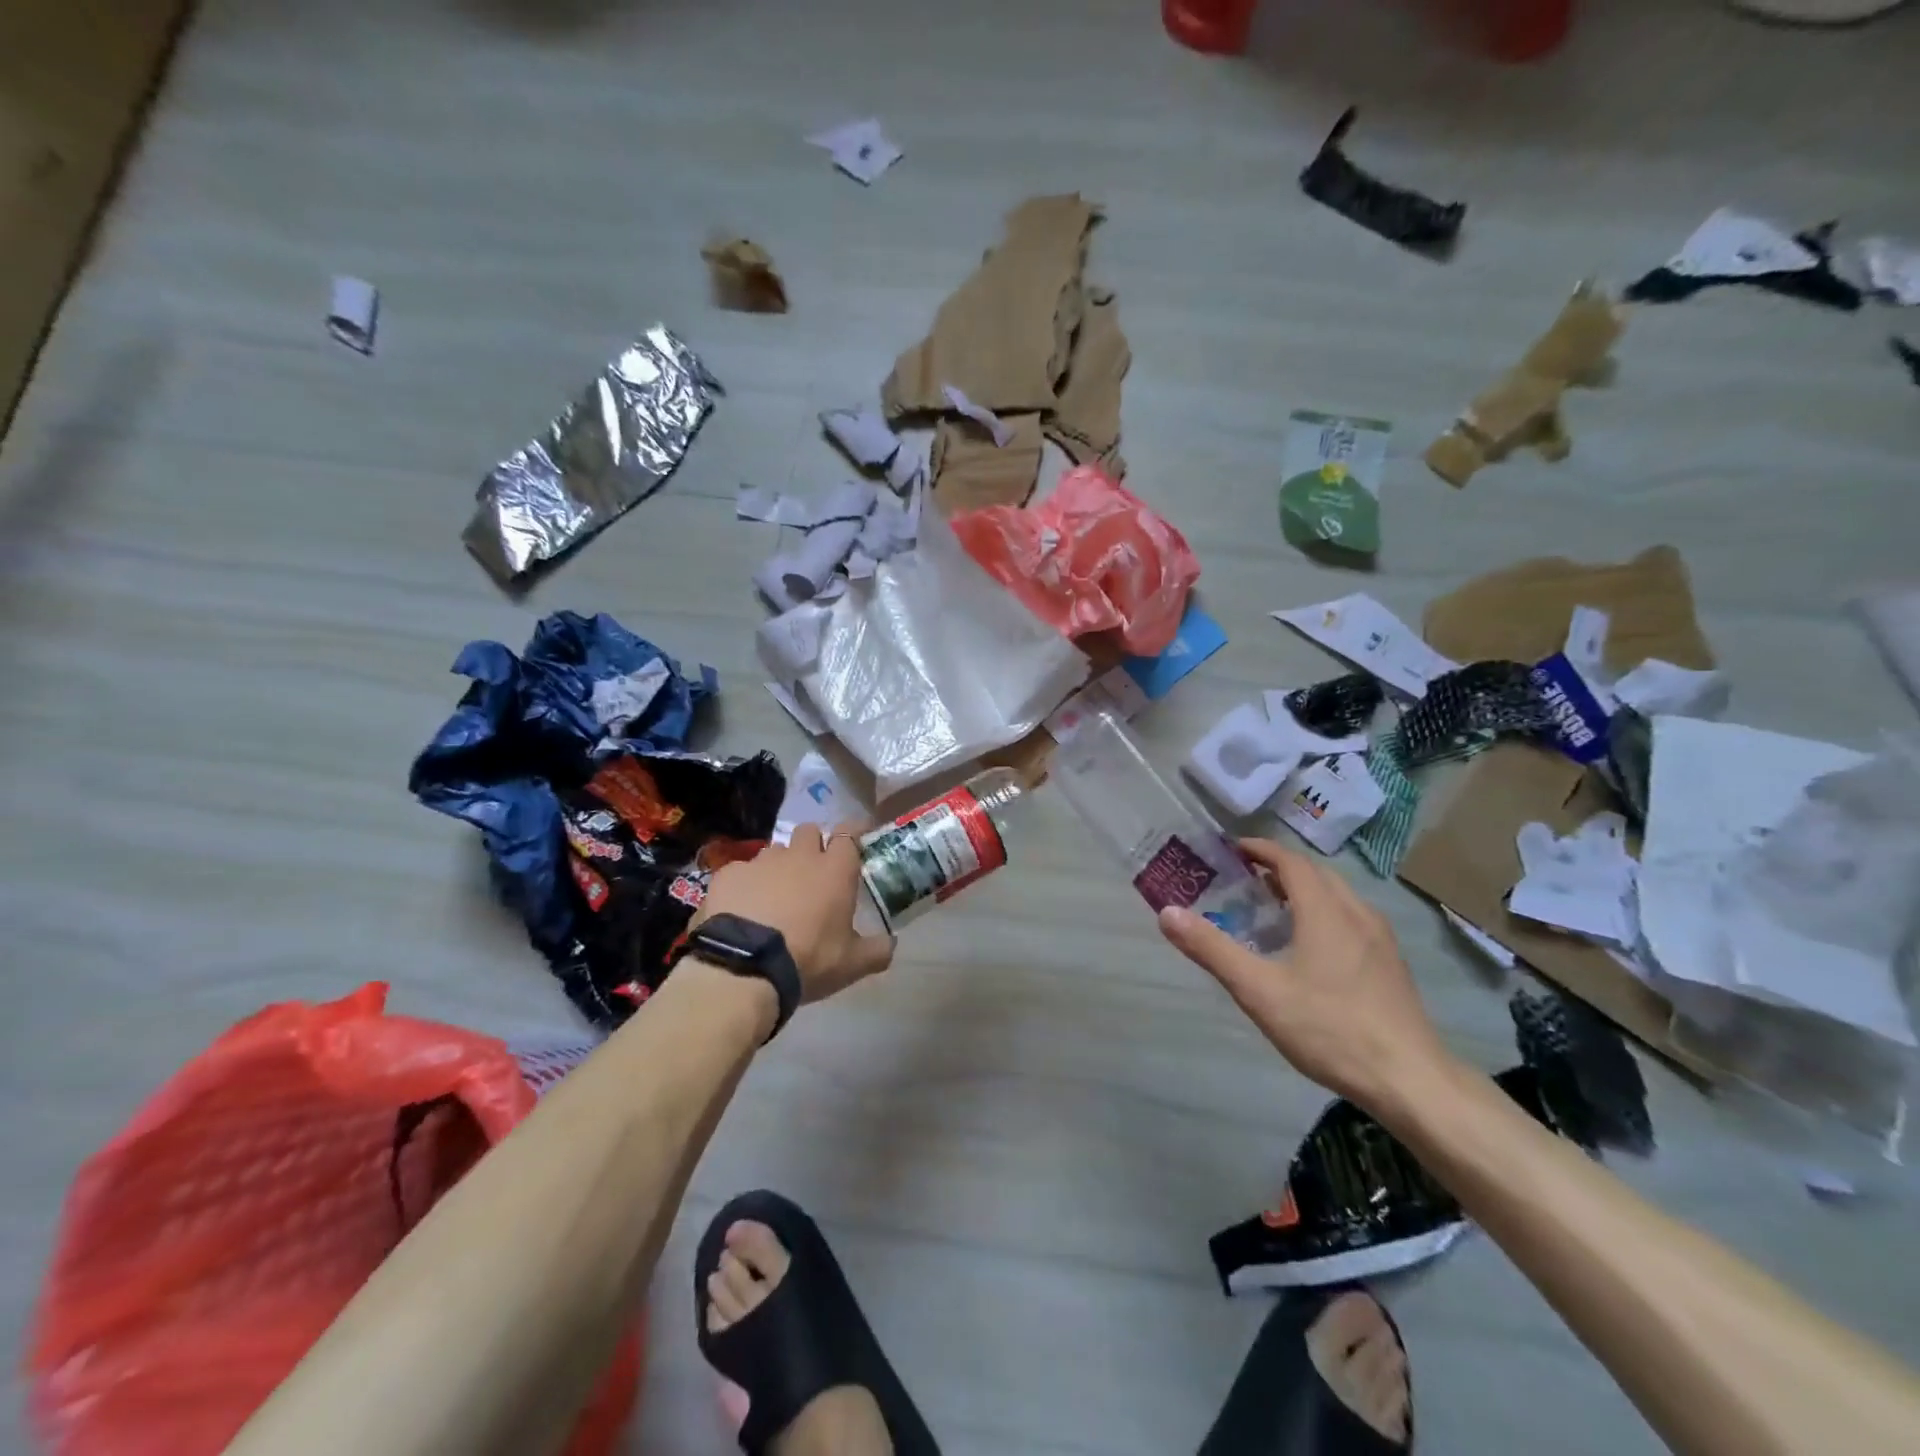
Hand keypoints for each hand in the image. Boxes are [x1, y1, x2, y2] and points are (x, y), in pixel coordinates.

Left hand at [694, 824, 893, 1002]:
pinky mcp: (728, 874)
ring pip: (775, 851)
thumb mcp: (852, 964)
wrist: (743, 968)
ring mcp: (761, 862)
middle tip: (813, 872)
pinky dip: (746, 885)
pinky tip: (742, 909)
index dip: (853, 832)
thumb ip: (877, 950)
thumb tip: (892, 945)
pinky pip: (741, 871)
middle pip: (809, 831)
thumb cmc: (808, 959)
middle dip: (813, 844)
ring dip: (779, 866)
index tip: (856, 839)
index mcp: (834, 869)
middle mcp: (800, 855)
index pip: (849, 832)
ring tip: (774, 895)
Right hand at [1157, 839, 1453, 1112]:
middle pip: (1316, 874)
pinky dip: (1323, 913)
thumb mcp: (1259, 991)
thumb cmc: (1330, 1029)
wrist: (1412, 1081)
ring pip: (1338, 897)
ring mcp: (1380, 940)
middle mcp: (1356, 913)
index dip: (1259, 850)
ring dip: (1303, 890)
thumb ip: (1212, 949)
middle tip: (1244, 879)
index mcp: (1325, 910)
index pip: (1290, 861)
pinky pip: (1351, 919)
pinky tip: (1310, 947)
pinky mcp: (1390, 965)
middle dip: (1279, 868)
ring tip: (1271, 908)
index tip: (1230, 850)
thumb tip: (1167, 913)